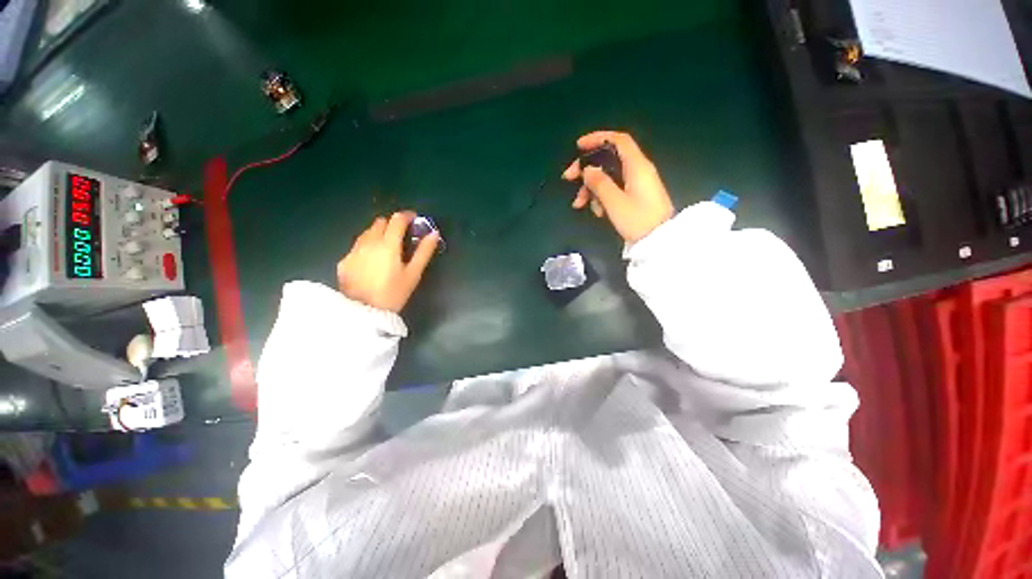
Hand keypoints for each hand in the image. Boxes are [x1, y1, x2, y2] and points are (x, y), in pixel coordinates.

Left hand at [337, 212, 439, 312]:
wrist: (363, 313)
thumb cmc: (393, 293)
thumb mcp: (413, 274)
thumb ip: (424, 252)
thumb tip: (434, 234)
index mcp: (388, 244)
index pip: (397, 219)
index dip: (407, 216)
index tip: (414, 219)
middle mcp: (368, 242)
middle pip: (380, 222)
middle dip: (392, 224)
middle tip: (402, 236)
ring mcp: (353, 251)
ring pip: (367, 232)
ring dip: (378, 234)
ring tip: (387, 248)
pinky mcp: (344, 261)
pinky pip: (357, 246)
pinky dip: (367, 246)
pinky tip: (371, 261)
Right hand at [562, 131, 674, 242]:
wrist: (659, 242)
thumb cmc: (638, 220)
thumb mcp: (615, 202)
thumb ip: (600, 183)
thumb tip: (588, 169)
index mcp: (637, 166)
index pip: (618, 141)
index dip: (597, 139)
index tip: (578, 147)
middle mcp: (638, 170)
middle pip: (608, 160)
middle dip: (587, 169)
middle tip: (568, 178)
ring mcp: (637, 184)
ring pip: (608, 177)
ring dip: (591, 187)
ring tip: (579, 204)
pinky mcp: (635, 196)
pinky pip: (614, 189)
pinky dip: (602, 197)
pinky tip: (597, 212)